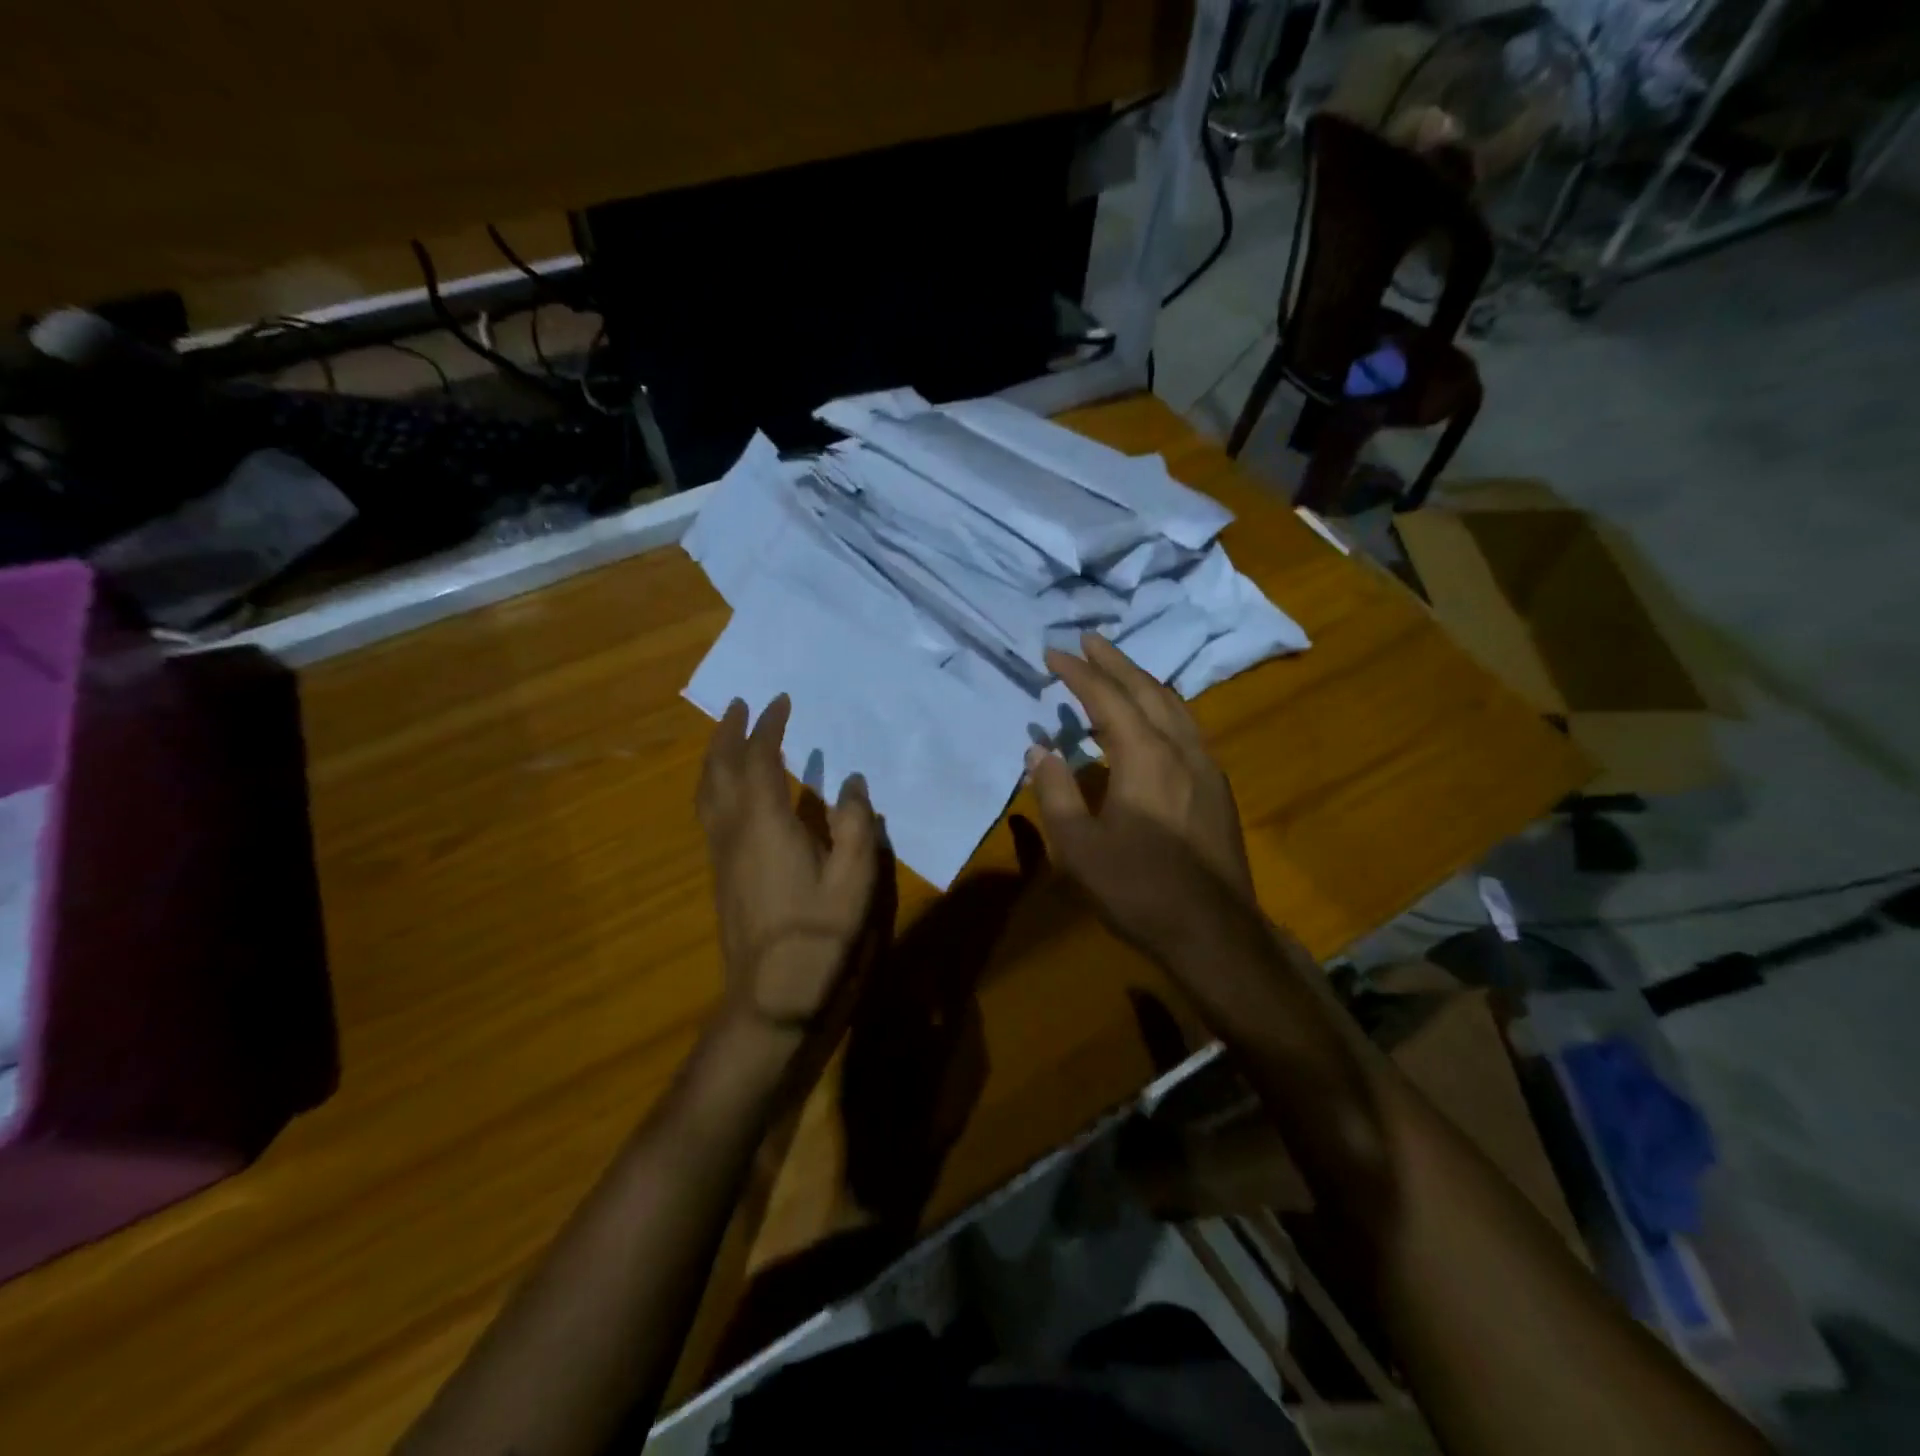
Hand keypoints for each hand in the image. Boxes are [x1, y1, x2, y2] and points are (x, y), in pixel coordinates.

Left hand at [697, 695, 881, 1035]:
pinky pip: (709, 811)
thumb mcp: (854, 879)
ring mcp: (722, 853)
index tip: (780, 701)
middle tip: (740, 705)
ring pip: (707, 791)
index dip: (768, 727)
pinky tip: (729, 791)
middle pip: (720, 768)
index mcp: (766, 822)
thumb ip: (856, 825)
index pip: (760, 759)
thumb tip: (852, 782)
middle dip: (729, 732)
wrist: (772, 995)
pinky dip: (715, 784)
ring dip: (714, 756)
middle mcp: (734, 829)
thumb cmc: (817, 934)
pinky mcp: (721, 873)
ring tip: (727, 737)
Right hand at [1024, 633, 1255, 956]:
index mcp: (1145, 757)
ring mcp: (1206, 767)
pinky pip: (1187, 728)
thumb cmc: (1138, 889)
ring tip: (1118, 670)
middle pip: (1147, 689)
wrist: (1213, 931)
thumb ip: (1056, 793)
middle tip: (1089, 641)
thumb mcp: (1079, 847)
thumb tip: (1039, 751)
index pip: (1107, 698)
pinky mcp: (1217, 788)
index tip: (1054, 652)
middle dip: (1116, 662)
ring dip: (1143, 681)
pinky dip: (1162, 708)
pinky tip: (1153, 720)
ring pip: (1174, 706)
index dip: (1079, 672)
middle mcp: (1180, 749)